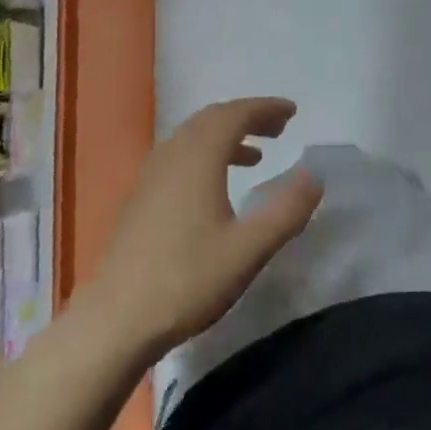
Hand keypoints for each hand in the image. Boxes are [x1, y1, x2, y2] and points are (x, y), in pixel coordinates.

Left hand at [86, 97, 323, 358]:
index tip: (292, 112)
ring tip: (255, 156)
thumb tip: (315, 175)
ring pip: (192, 137)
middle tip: (279, 128)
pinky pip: (178, 156)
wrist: (114, 321)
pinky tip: (215, 186)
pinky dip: (205, 154)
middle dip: (248, 117)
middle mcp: (172, 155)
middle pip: (212, 119)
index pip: (236, 114)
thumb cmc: (187, 280)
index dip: (266, 108)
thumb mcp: (249, 249)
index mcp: (199, 157)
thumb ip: (287, 210)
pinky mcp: (139, 198)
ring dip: (226, 136)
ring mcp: (150, 175)